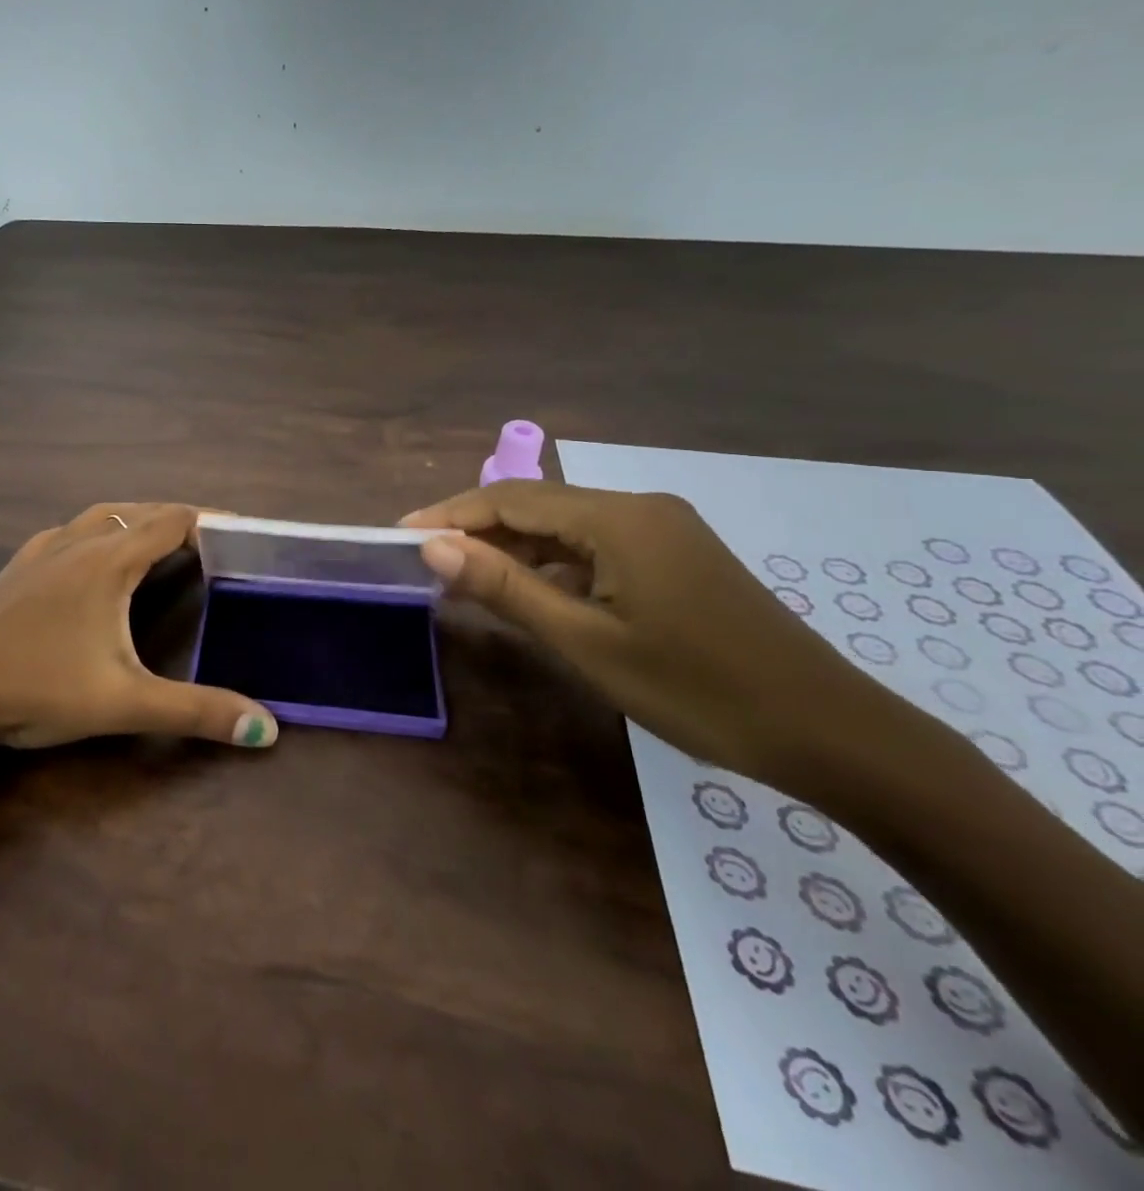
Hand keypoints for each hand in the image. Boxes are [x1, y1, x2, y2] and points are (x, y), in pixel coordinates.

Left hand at [0, 502, 277, 750]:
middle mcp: (76, 543)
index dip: (210, 522)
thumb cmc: (34, 686)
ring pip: (99, 517)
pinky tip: (89, 560)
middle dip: (177, 519)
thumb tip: (268, 728)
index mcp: (108, 561)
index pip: (171, 522)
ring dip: (134, 520)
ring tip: (157, 540)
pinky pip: (68, 534)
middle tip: (211, 540)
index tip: (243, 531)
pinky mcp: (15, 570)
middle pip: (138, 512)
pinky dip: (96, 533)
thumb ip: (195, 712)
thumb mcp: (123, 703)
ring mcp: (40, 553)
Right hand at [401, 482, 912, 791]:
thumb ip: (505, 587)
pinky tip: (529, 594)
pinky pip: (594, 549)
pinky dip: (552, 566)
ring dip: (512, 550)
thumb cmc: (699, 690)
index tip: (400, 537)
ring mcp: (662, 533)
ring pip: (565, 529)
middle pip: (537, 507)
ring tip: (462, 580)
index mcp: (619, 518)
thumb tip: (432, 546)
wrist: (832, 734)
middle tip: (424, 565)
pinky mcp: (674, 558)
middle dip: (476, 531)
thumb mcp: (587, 642)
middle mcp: (639, 509)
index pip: (511, 498)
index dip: (450, 514)